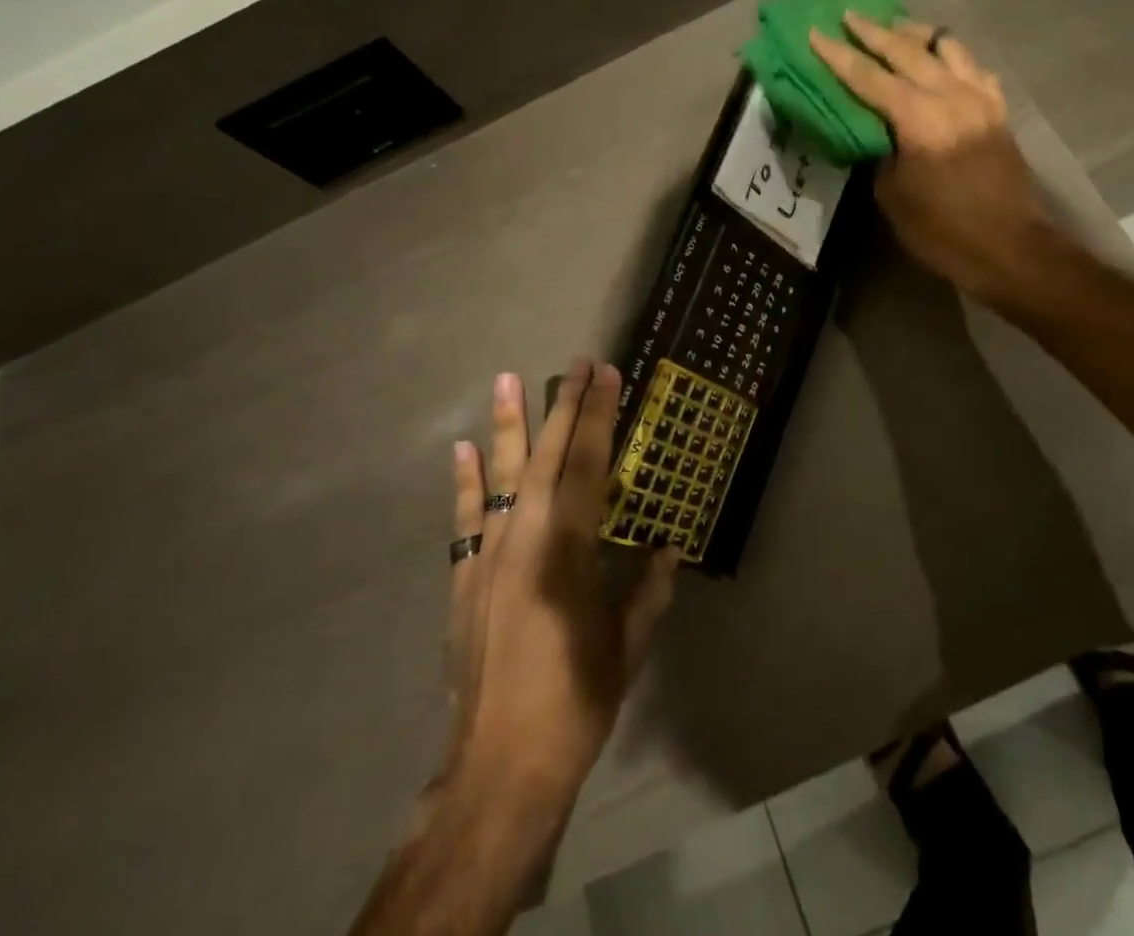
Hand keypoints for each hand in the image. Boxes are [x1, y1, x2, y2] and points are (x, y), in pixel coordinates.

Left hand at [350, 362, 677, 935]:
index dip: (598, 417)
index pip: (587, 466)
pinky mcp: (465, 580)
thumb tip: (669, 549)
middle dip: (564, 407)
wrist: (499, 769)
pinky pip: (466, 519)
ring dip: (508, 426)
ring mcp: (488, 557)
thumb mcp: (626, 646)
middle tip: (575, 364)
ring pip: (502, 477)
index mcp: (567, 550)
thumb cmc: (575, 703)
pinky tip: (464, 448)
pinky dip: (466, 482)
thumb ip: (648, 591)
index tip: (607, 375)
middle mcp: (524, 540)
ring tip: (508, 378)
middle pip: (547, 458)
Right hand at [809, 14, 1057, 305]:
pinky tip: (942, 61)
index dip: (839, 55)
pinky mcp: (998, 111)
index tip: (815, 33)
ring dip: (916, 35)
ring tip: (896, 29)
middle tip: (849, 16)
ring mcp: (980, 99)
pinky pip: (974, 68)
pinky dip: (952, 57)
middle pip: (907, 51)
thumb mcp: (893, 195)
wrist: (1009, 248)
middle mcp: (951, 96)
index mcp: (919, 118)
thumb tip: (876, 130)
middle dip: (874, 32)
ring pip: (947, 47)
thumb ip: (880, 152)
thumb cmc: (943, 230)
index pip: (869, 76)